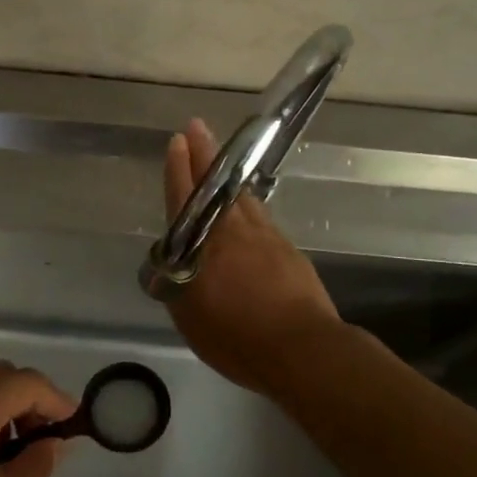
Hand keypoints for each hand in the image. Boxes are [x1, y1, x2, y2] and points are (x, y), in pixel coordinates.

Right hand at [162, 118, 340, 394]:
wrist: (302, 348)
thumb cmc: (237, 337)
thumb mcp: (191, 319)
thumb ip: (179, 287)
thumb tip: (175, 267)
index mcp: (205, 246)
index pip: (186, 198)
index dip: (179, 168)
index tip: (178, 140)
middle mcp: (234, 231)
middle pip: (216, 185)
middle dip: (204, 155)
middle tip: (197, 127)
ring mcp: (266, 237)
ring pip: (242, 197)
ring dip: (228, 175)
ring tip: (220, 158)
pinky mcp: (287, 250)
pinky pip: (261, 216)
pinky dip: (248, 203)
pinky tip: (247, 205)